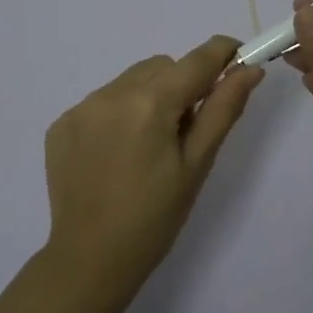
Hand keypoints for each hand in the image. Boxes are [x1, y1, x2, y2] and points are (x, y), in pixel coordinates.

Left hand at [45, 36, 264, 284]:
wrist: (91, 259)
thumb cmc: (156, 217)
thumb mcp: (197, 163)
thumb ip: (223, 109)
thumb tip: (250, 70)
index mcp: (150, 103)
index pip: (196, 60)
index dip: (223, 53)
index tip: (240, 58)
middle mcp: (111, 93)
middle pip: (162, 66)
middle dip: (182, 85)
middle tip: (187, 129)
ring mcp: (81, 107)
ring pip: (131, 80)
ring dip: (149, 96)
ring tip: (149, 145)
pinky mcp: (62, 124)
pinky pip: (102, 100)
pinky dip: (119, 114)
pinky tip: (118, 153)